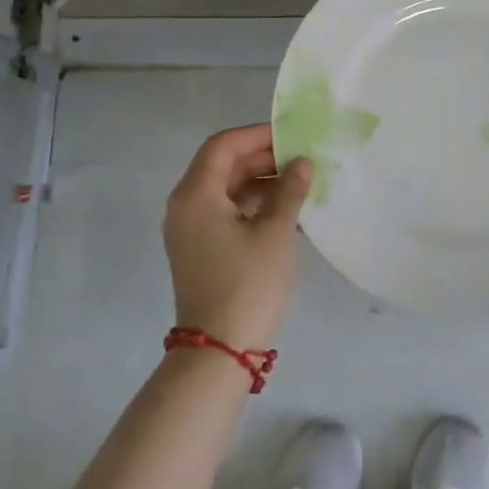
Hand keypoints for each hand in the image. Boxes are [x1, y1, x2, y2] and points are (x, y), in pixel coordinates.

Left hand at [161, 123, 312, 351]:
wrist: (219, 352)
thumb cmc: (248, 285)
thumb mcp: (275, 233)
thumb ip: (289, 191)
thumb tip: (302, 163)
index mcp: (195, 195)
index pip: (223, 146)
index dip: (257, 135)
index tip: (292, 136)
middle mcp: (186, 207)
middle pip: (223, 166)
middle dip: (263, 158)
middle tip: (303, 158)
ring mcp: (191, 231)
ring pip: (227, 190)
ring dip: (262, 183)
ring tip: (302, 183)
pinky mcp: (201, 250)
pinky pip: (227, 213)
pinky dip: (254, 206)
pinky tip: (288, 211)